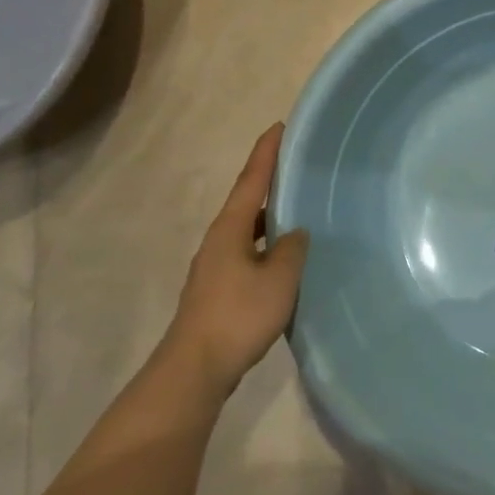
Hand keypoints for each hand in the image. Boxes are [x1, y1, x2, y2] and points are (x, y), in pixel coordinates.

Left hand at [160, 124, 310, 397]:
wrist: (195, 368)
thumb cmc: (238, 315)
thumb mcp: (279, 278)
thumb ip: (292, 249)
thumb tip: (294, 234)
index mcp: (230, 228)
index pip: (251, 180)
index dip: (266, 152)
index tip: (279, 126)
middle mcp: (219, 240)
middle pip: (247, 201)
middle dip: (270, 182)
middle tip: (297, 165)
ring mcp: (216, 266)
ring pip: (248, 230)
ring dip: (270, 217)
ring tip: (299, 209)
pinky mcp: (219, 290)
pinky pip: (249, 254)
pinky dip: (268, 245)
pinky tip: (286, 259)